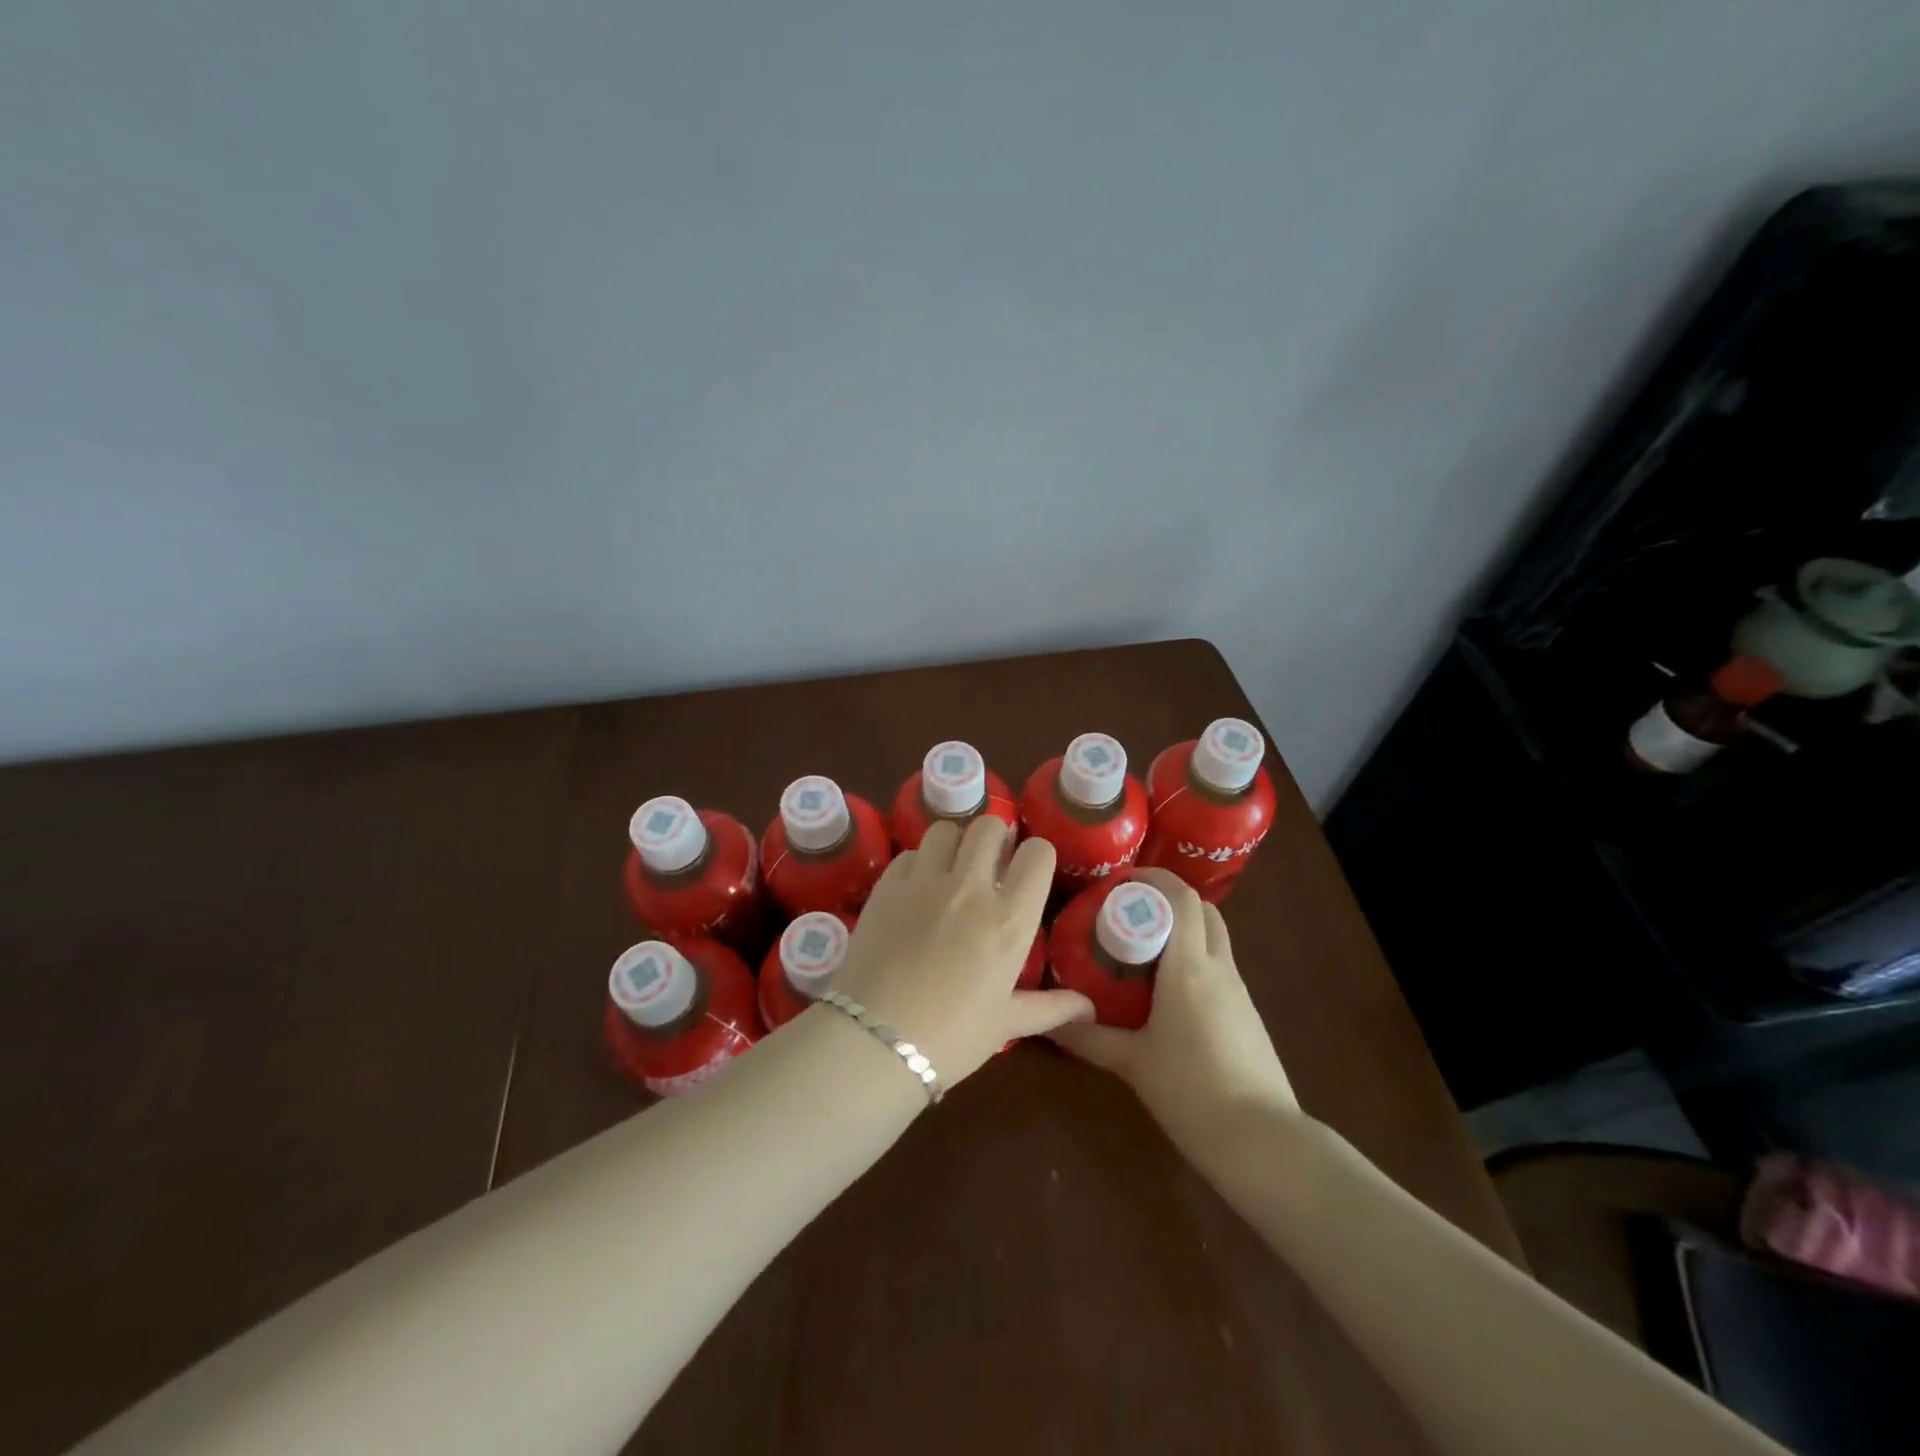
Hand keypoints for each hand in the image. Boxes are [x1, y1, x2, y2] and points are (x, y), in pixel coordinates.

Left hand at [832, 817, 1092, 1085]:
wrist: (876, 1040)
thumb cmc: (952, 1037)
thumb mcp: (1007, 1023)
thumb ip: (1051, 1007)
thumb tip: (1089, 1008)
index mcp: (1010, 918)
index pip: (1038, 853)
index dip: (1036, 856)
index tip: (1027, 871)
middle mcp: (971, 887)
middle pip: (989, 826)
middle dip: (995, 838)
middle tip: (989, 864)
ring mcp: (925, 881)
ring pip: (945, 829)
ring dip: (954, 843)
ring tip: (951, 868)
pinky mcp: (887, 885)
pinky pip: (909, 853)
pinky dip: (918, 863)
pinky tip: (916, 889)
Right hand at [1046, 868, 1298, 1159]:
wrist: (1261, 1141)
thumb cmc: (1191, 1091)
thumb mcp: (1132, 1063)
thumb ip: (1088, 1037)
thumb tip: (1048, 1021)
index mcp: (1189, 967)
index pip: (1181, 899)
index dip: (1155, 879)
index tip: (1121, 880)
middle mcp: (1219, 968)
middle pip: (1203, 911)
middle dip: (1169, 901)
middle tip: (1130, 914)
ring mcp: (1239, 991)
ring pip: (1215, 938)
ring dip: (1184, 930)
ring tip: (1144, 950)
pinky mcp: (1248, 1014)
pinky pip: (1221, 967)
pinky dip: (1196, 959)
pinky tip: (1170, 992)